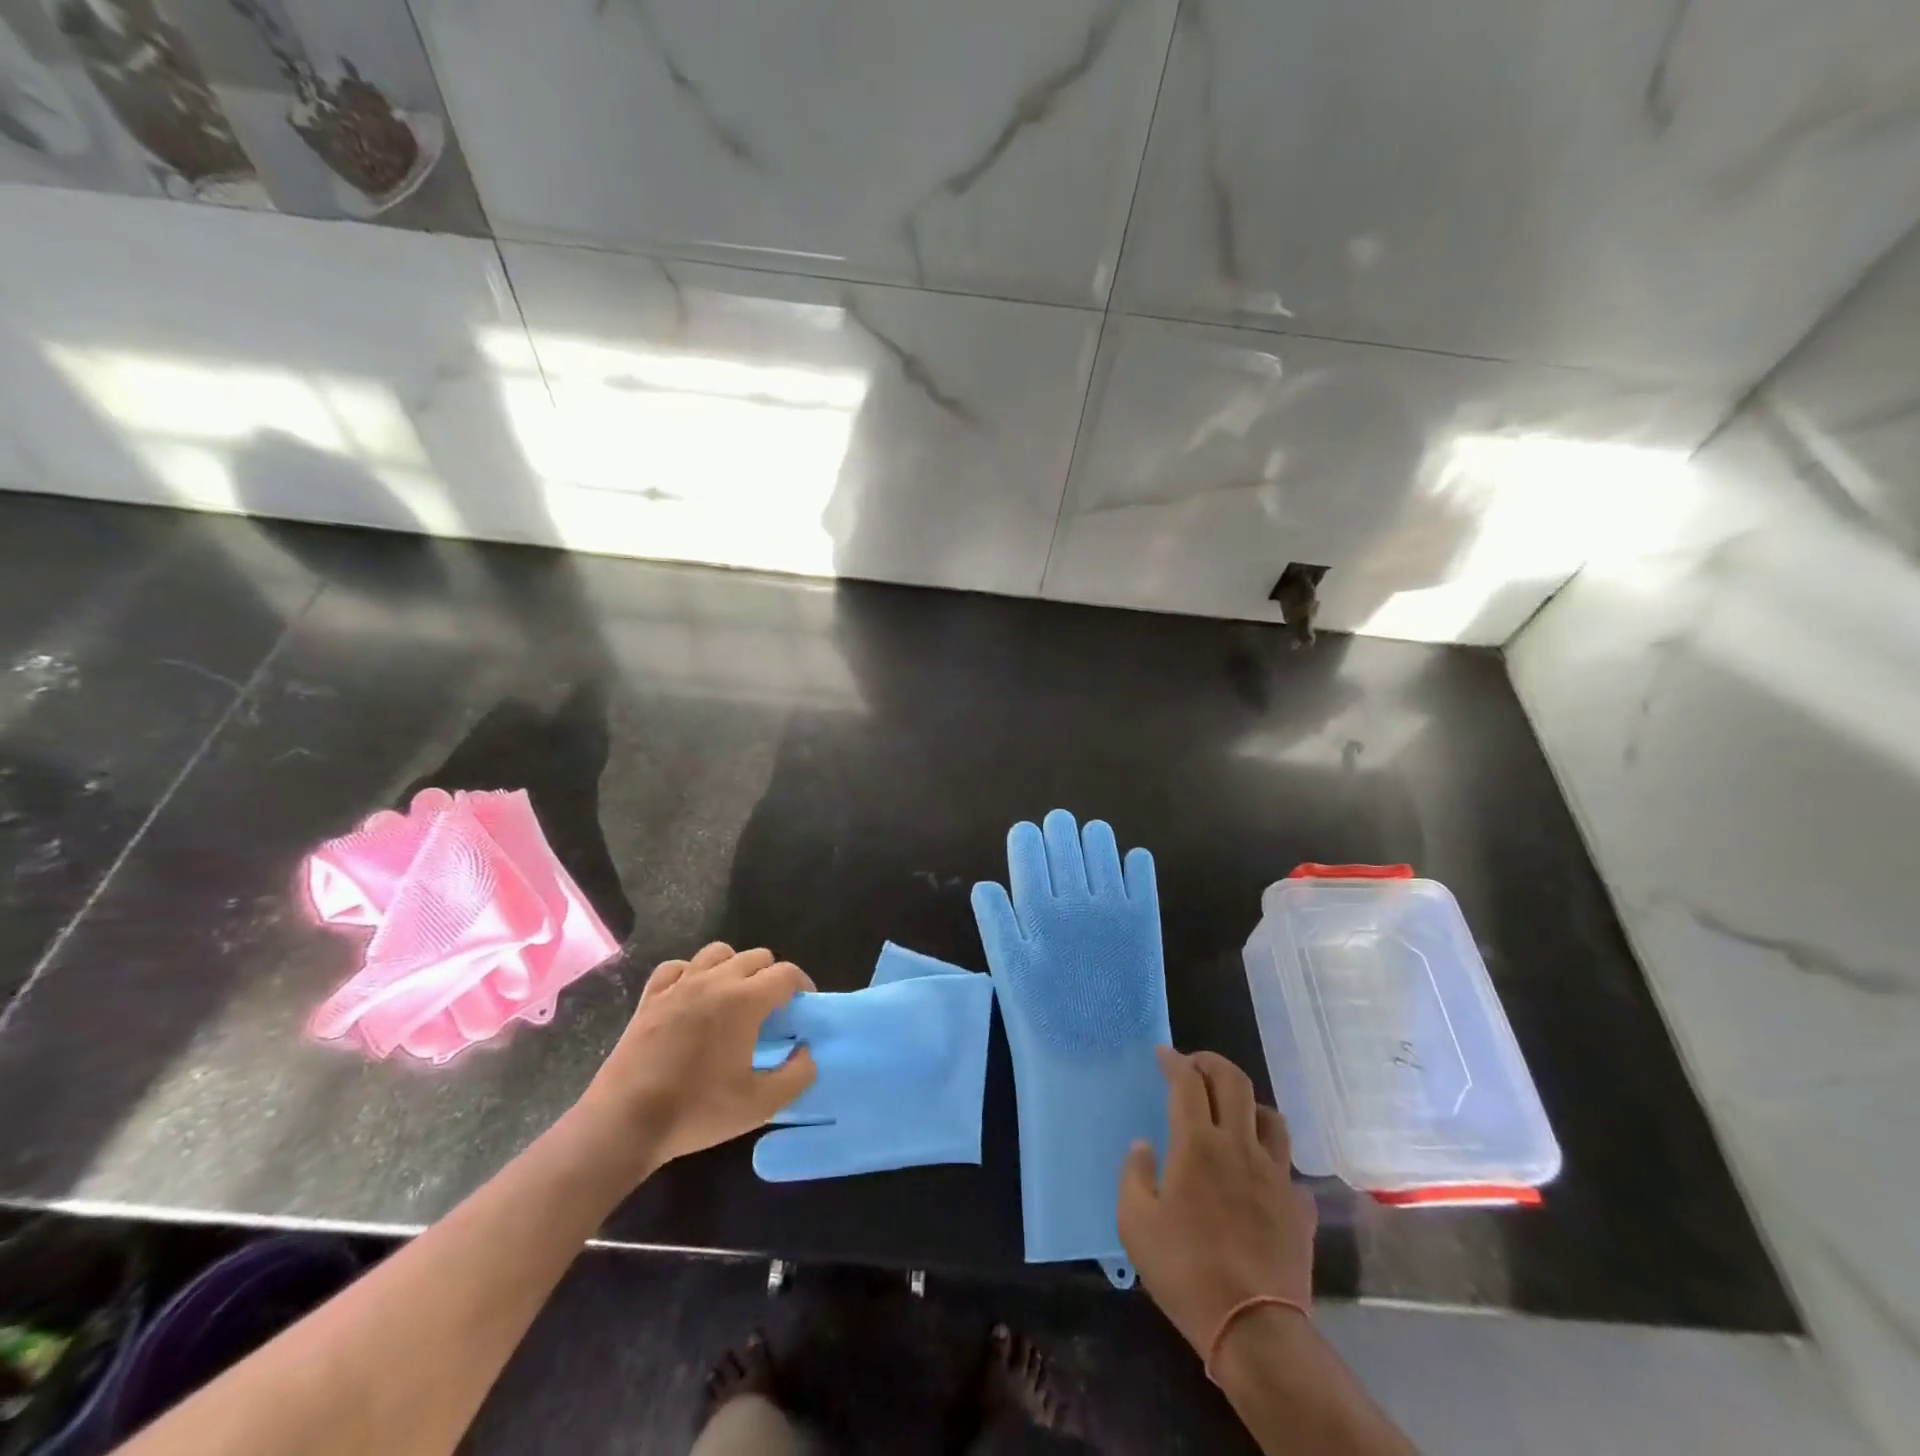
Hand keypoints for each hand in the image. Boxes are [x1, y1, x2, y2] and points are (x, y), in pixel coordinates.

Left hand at [576, 943, 816, 1178]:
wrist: (625, 1122)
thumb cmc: (697, 1111)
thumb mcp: (760, 1104)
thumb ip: (797, 1075)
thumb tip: (807, 1053)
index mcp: (745, 1000)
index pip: (786, 974)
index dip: (803, 986)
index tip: (803, 1008)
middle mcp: (715, 980)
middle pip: (756, 957)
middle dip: (772, 977)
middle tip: (772, 1009)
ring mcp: (679, 985)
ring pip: (717, 953)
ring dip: (734, 967)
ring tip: (734, 996)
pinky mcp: (650, 997)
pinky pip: (677, 967)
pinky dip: (691, 973)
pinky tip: (692, 995)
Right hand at [1119, 1048, 1316, 1354]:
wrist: (1254, 1329)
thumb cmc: (1185, 1270)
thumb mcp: (1135, 1223)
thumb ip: (1133, 1174)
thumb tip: (1143, 1146)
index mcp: (1197, 1144)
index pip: (1187, 1082)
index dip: (1174, 1061)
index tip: (1163, 1054)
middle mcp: (1239, 1147)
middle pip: (1234, 1082)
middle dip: (1212, 1063)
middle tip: (1195, 1066)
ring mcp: (1275, 1175)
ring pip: (1270, 1117)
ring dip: (1248, 1104)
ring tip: (1232, 1113)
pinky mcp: (1298, 1208)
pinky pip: (1287, 1169)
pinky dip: (1271, 1162)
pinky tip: (1260, 1178)